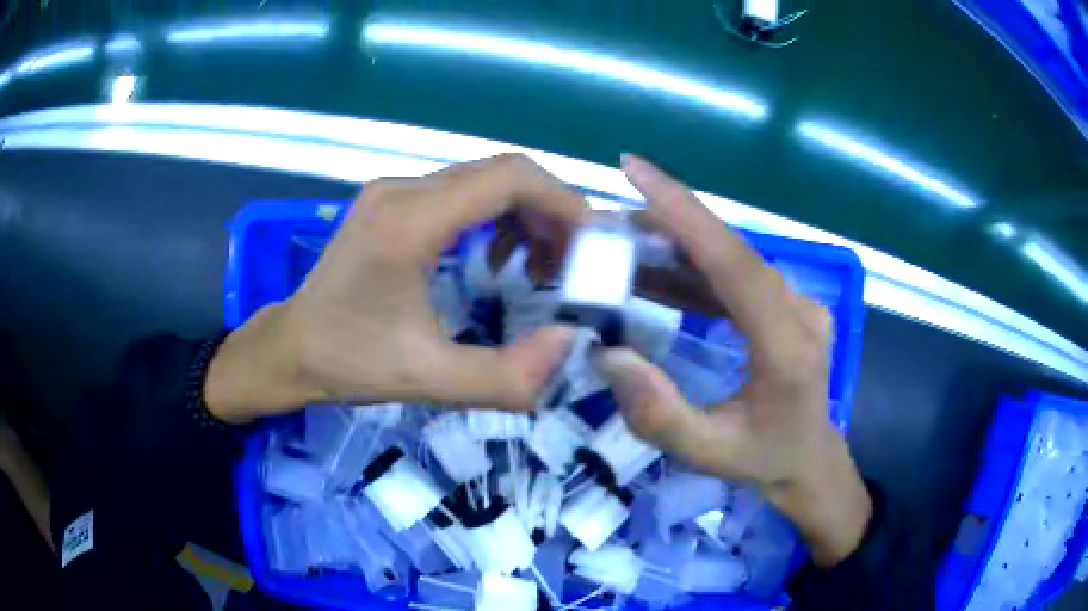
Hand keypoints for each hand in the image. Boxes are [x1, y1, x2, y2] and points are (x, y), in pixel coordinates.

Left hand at [206, 154, 589, 422]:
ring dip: (526, 214)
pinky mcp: (391, 201)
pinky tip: (496, 258)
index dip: (562, 202)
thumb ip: (506, 376)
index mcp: (409, 222)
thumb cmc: (349, 362)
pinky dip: (496, 216)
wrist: (290, 347)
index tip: (590, 246)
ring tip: (538, 267)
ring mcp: (393, 190)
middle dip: (551, 212)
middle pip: (503, 171)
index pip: (508, 177)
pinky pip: (461, 192)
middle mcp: (402, 190)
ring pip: (484, 179)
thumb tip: (572, 342)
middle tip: (571, 265)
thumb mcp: (428, 380)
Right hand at [597, 155, 871, 566]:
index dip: (685, 213)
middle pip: (731, 250)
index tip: (635, 169)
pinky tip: (654, 274)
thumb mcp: (707, 453)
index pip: (736, 263)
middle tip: (607, 223)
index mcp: (787, 347)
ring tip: (620, 248)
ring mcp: (797, 302)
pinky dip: (692, 268)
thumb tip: (606, 353)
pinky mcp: (787, 304)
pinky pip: (735, 275)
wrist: (811, 461)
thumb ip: (657, 414)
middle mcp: (800, 310)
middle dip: (667, 224)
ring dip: (675, 246)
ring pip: (731, 257)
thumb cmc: (764, 461)